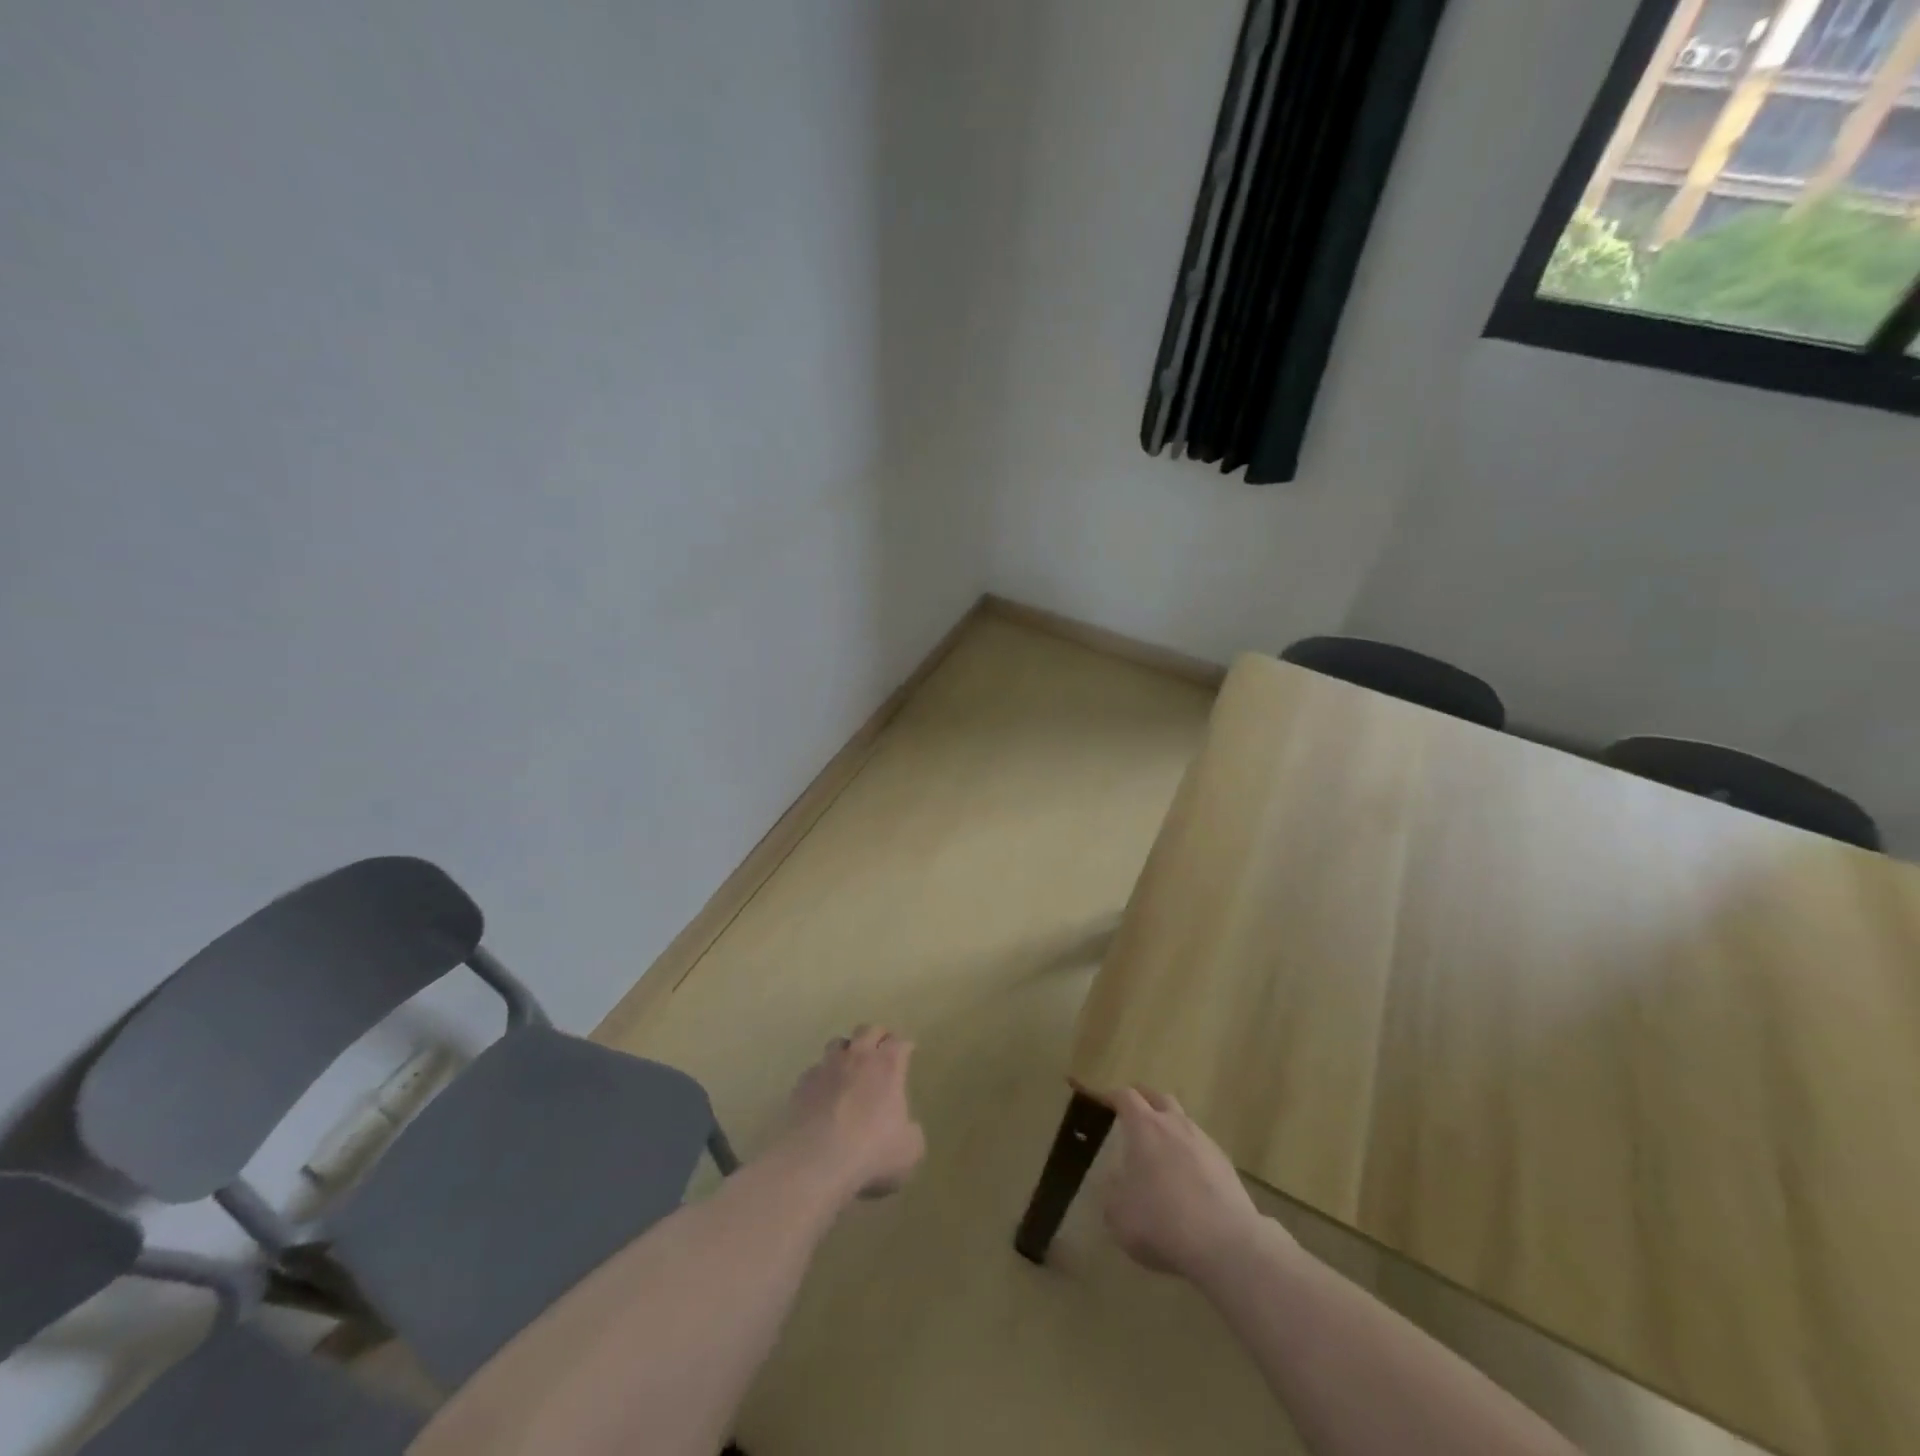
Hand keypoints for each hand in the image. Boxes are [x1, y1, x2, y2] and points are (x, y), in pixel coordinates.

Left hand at [775, 1025, 924, 1203]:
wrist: (816, 1162)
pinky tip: (823, 1092)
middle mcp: (858, 1057)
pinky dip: (823, 1075)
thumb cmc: (871, 1152)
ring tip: (849, 1065)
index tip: (907, 1052)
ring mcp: (827, 1066)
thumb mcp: (909, 1150)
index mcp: (888, 1066)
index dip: (905, 1046)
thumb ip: (911, 1133)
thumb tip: (907, 1129)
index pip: (900, 1042)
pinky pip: (815, 1069)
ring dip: (847, 1050)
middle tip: (881, 1048)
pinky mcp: (803, 1082)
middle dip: (877, 1036)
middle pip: (868, 1030)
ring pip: (838, 1043)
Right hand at [1103, 1087, 1278, 1281]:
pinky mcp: (1225, 1165)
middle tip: (1131, 1114)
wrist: (1227, 1244)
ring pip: (1183, 1121)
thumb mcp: (1119, 1215)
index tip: (1101, 1101)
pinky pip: (1201, 1147)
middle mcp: (1174, 1125)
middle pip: (1158, 1097)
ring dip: (1169, 1127)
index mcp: (1144, 1127)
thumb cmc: (1163, 1223)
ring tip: (1160, 1149)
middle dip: (1143, 1100)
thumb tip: (1116, 1181)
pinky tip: (1187, 1178)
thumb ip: (1112, 1192)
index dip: (1110, 1096)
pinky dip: (1189, 1153)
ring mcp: (1204, 1142)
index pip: (1125, 1097)